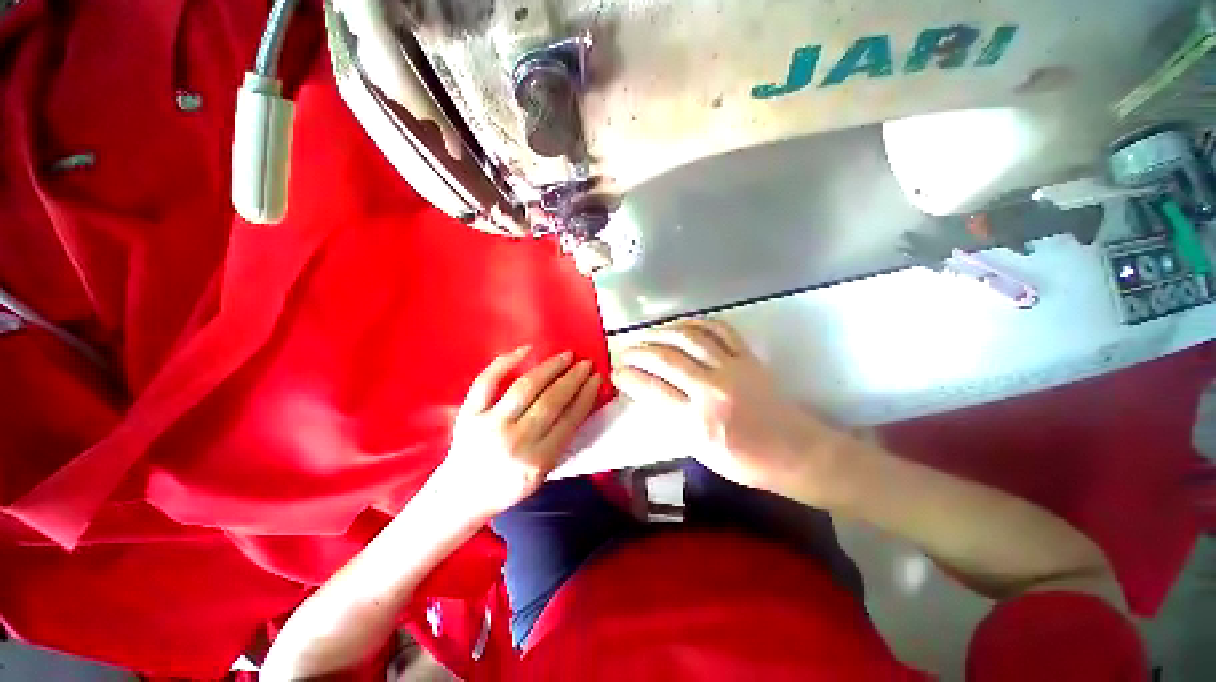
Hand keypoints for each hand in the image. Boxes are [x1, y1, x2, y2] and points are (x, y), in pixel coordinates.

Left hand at [436, 347, 601, 518]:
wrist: (461, 496)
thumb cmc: (507, 486)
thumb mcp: (542, 474)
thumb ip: (560, 442)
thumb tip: (579, 403)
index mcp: (537, 461)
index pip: (570, 420)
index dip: (586, 395)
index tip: (596, 378)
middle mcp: (515, 440)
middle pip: (551, 400)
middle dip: (573, 378)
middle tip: (585, 363)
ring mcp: (490, 424)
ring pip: (525, 387)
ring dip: (550, 368)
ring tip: (566, 356)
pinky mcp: (469, 413)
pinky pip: (487, 382)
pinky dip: (506, 362)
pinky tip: (526, 349)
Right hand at [611, 319, 847, 502]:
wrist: (795, 452)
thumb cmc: (746, 461)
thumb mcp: (700, 450)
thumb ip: (673, 419)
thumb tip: (650, 392)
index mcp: (698, 421)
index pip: (652, 390)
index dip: (629, 377)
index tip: (616, 372)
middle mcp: (712, 389)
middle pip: (666, 359)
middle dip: (638, 352)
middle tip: (625, 352)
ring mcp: (732, 368)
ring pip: (689, 338)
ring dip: (662, 332)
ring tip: (647, 335)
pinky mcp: (748, 357)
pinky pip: (720, 330)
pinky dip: (697, 323)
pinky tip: (683, 326)